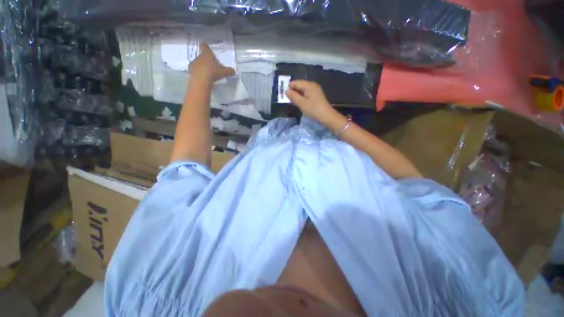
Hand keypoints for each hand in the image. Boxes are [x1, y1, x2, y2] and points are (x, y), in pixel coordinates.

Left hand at [189, 42, 234, 81]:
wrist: (201, 80)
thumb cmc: (213, 72)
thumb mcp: (223, 72)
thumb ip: (229, 71)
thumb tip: (234, 71)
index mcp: (207, 54)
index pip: (204, 46)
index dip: (204, 45)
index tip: (204, 43)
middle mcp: (199, 56)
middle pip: (202, 56)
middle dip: (205, 59)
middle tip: (210, 64)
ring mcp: (194, 63)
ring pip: (198, 63)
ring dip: (201, 66)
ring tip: (207, 72)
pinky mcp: (190, 70)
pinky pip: (195, 70)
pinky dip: (198, 72)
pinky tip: (202, 77)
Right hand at [285, 80, 337, 122]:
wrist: (326, 116)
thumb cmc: (313, 109)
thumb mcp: (301, 103)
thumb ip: (293, 96)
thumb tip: (286, 91)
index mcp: (309, 85)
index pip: (295, 82)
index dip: (289, 88)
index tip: (285, 96)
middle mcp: (312, 85)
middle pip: (299, 85)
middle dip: (293, 92)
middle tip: (288, 100)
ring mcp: (315, 90)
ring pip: (302, 90)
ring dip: (297, 95)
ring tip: (293, 102)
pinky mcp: (316, 95)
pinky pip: (306, 94)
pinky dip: (302, 97)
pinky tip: (300, 103)